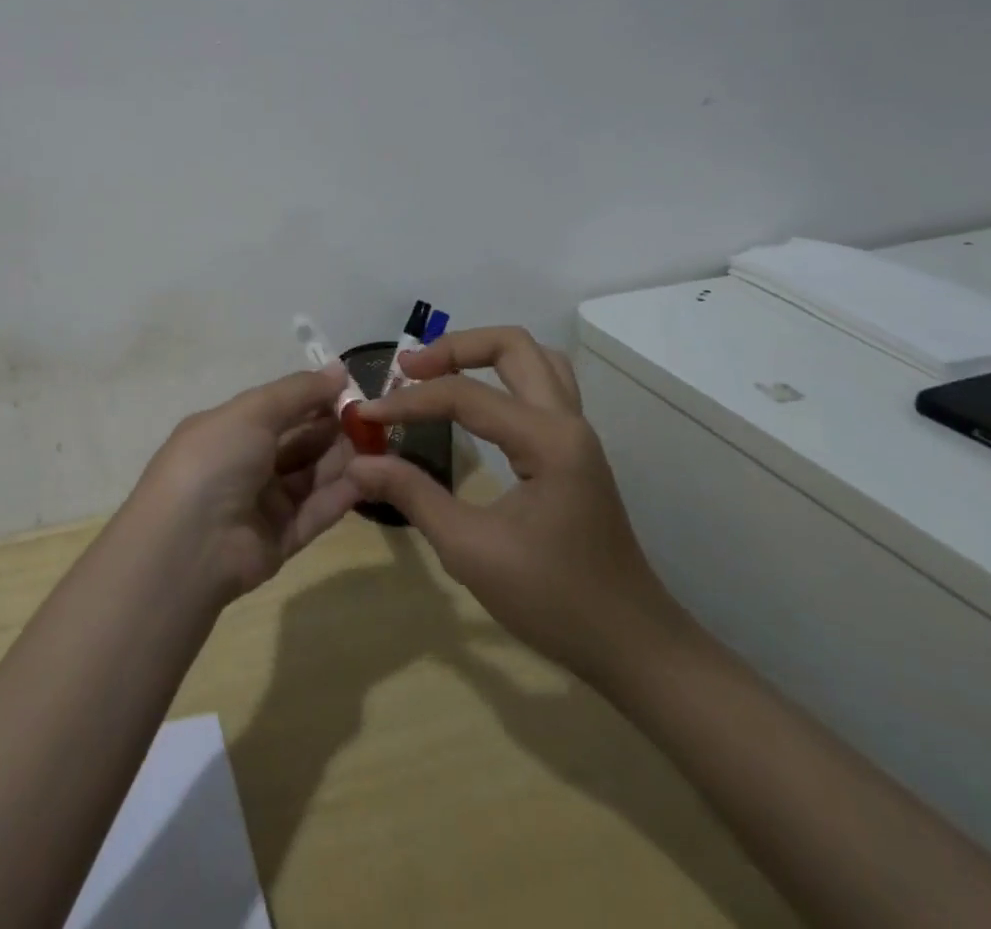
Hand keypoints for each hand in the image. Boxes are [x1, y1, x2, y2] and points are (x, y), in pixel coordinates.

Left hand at [132, 363, 363, 602]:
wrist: (189, 543)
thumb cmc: (216, 459)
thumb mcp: (253, 411)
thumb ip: (298, 392)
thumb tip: (338, 368)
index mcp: (228, 430)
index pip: (278, 409)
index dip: (313, 398)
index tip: (352, 390)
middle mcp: (243, 464)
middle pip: (297, 442)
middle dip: (333, 428)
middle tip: (374, 419)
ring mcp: (261, 504)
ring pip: (310, 476)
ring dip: (342, 459)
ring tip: (379, 444)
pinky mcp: (280, 540)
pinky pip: (315, 512)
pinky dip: (340, 494)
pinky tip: (370, 476)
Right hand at [348, 327, 683, 684]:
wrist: (632, 645)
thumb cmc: (554, 600)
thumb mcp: (470, 551)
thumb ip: (412, 495)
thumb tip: (359, 461)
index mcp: (547, 440)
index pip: (465, 395)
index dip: (408, 401)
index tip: (364, 414)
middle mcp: (567, 421)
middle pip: (512, 345)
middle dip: (453, 348)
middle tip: (406, 370)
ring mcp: (576, 433)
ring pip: (534, 358)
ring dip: (482, 354)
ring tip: (436, 375)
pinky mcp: (574, 450)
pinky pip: (540, 386)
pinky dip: (501, 376)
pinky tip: (474, 403)